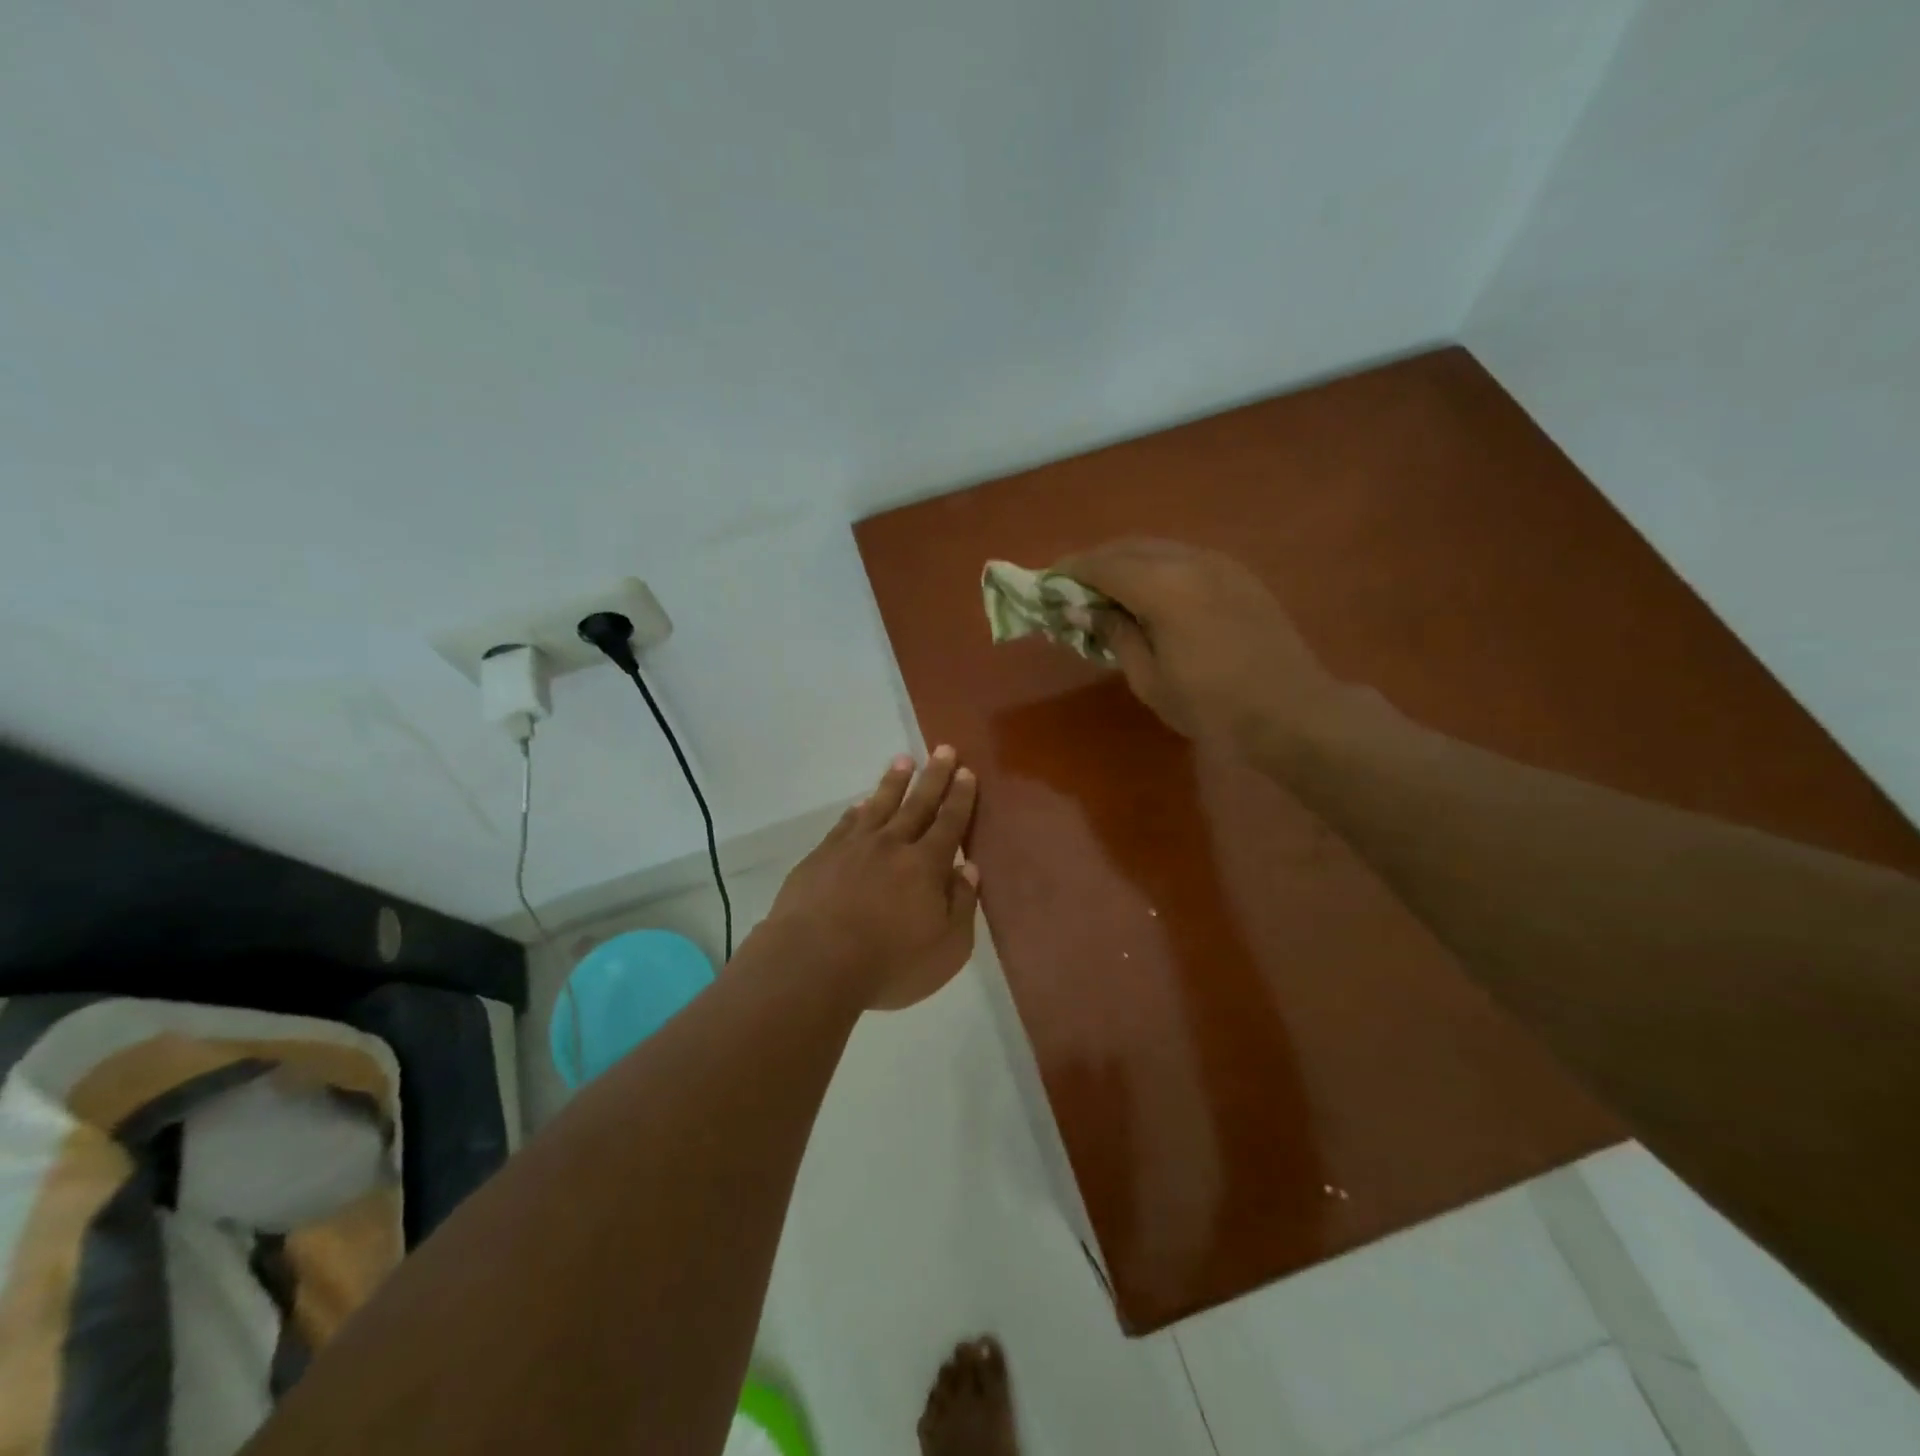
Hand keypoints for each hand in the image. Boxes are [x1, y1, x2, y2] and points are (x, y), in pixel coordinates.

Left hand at [764, 747, 980, 1010]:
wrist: (814, 962)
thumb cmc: (889, 963)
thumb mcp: (946, 948)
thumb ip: (961, 905)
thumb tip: (969, 869)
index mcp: (926, 865)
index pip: (949, 823)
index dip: (960, 797)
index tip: (966, 771)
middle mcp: (892, 845)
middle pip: (917, 804)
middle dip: (933, 777)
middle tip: (943, 749)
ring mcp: (852, 847)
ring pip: (879, 805)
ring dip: (893, 782)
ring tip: (903, 761)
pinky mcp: (821, 857)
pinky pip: (845, 824)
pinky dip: (856, 811)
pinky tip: (860, 804)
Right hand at [1054, 538, 1340, 760]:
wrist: (1291, 710)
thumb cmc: (1212, 705)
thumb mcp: (1149, 678)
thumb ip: (1114, 634)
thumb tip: (1080, 610)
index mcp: (1163, 587)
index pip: (1102, 565)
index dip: (1069, 572)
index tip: (1046, 584)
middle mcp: (1189, 561)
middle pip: (1128, 548)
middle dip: (1095, 564)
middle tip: (1071, 590)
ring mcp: (1219, 563)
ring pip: (1158, 549)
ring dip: (1126, 563)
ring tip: (1106, 593)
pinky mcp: (1237, 574)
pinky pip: (1183, 558)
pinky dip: (1156, 568)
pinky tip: (1149, 595)